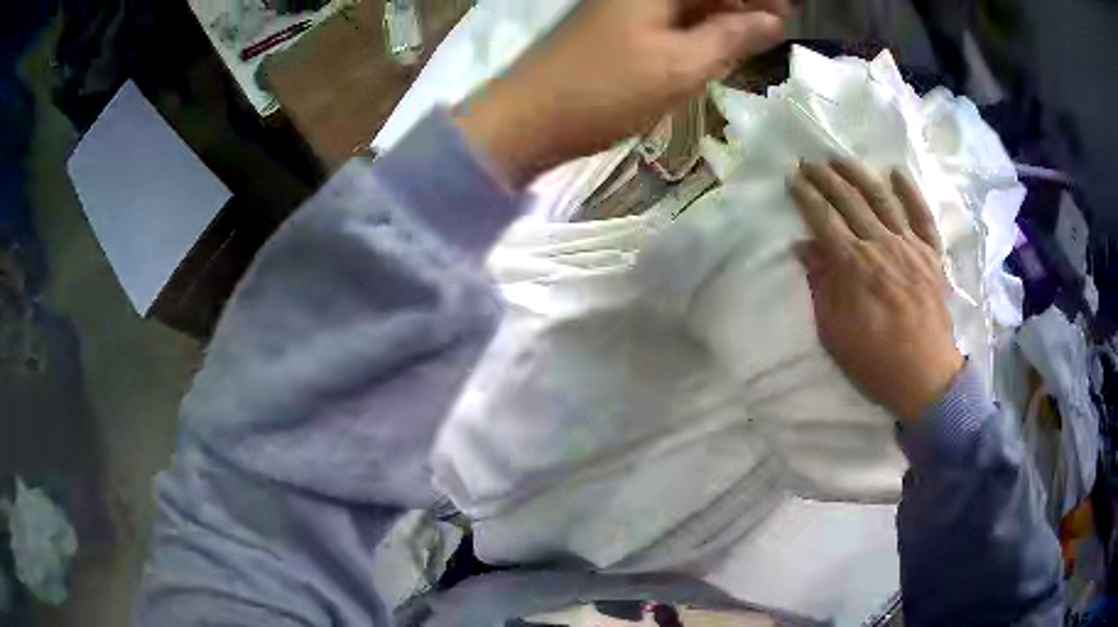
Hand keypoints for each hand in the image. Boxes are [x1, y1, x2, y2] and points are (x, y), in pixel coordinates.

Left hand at [456, 0, 787, 187]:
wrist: (530, 119)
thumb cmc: (606, 90)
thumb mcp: (681, 65)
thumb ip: (731, 36)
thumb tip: (773, 20)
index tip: (789, 12)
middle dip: (743, 2)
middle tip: (777, 27)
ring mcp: (626, 5)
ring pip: (688, 3)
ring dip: (723, 16)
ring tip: (756, 39)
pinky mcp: (618, 25)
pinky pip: (670, 17)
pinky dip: (698, 28)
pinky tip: (718, 45)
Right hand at [790, 159, 963, 422]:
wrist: (924, 377)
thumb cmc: (874, 360)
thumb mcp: (834, 331)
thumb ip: (820, 285)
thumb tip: (803, 247)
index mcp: (853, 265)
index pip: (823, 219)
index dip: (806, 196)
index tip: (793, 179)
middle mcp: (880, 245)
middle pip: (849, 201)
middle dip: (826, 178)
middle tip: (810, 163)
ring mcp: (909, 246)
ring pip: (882, 198)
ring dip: (859, 174)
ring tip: (841, 160)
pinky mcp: (931, 254)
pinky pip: (922, 215)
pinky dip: (910, 192)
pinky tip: (896, 173)